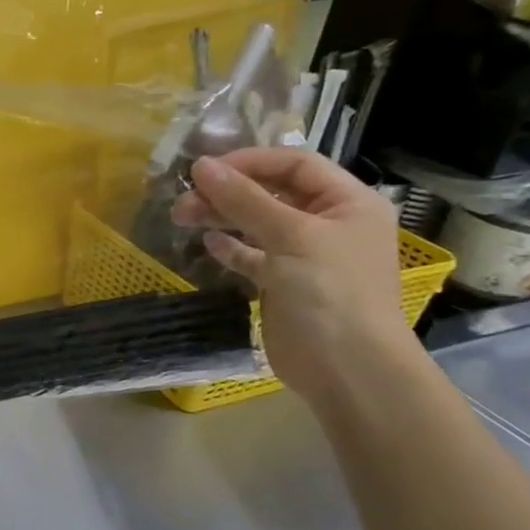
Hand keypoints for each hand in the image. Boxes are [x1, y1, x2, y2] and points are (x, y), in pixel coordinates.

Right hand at [172, 147, 410, 402]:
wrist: (346, 368)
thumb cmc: (330, 292)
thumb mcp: (290, 236)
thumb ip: (244, 199)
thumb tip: (201, 166)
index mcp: (347, 202)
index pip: (295, 164)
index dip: (250, 161)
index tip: (204, 170)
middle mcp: (328, 223)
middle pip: (272, 192)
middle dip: (228, 191)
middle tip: (183, 199)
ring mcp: (305, 255)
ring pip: (257, 222)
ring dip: (221, 216)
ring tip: (183, 217)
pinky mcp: (283, 283)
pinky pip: (252, 254)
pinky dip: (229, 246)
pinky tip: (207, 242)